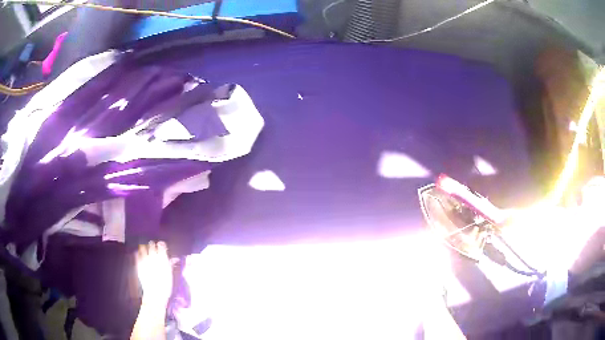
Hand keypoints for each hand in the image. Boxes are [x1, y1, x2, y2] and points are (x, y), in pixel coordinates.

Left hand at [136, 241, 173, 306]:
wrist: (155, 294)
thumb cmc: (165, 286)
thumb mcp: (170, 275)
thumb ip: (170, 264)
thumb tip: (173, 258)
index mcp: (162, 259)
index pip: (161, 246)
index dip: (162, 245)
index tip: (162, 246)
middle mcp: (153, 257)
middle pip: (152, 245)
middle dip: (153, 245)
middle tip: (153, 247)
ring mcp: (145, 260)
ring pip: (143, 247)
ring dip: (145, 247)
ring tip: (145, 249)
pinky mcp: (138, 264)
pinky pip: (137, 254)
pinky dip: (138, 253)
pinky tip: (139, 254)